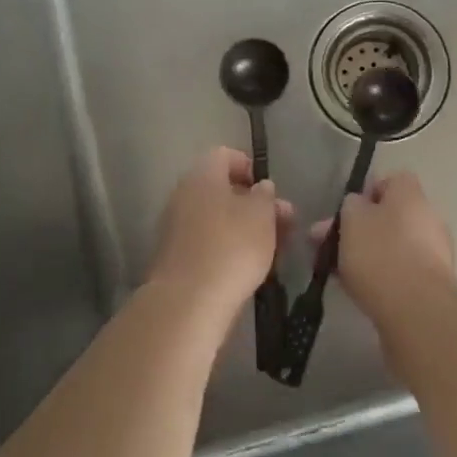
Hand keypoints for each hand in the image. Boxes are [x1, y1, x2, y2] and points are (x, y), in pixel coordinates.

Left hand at [148, 148, 292, 328]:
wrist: (188, 302)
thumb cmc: (232, 247)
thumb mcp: (262, 216)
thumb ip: (265, 197)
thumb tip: (261, 188)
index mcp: (203, 174)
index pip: (225, 155)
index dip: (249, 167)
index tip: (270, 191)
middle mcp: (183, 194)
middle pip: (221, 189)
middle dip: (253, 204)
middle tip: (281, 224)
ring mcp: (174, 226)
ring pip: (215, 217)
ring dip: (243, 228)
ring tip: (272, 249)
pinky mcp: (174, 256)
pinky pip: (205, 241)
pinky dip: (226, 247)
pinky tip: (247, 266)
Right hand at [311, 172, 456, 333]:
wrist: (416, 309)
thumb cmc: (380, 253)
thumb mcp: (352, 219)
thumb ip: (350, 206)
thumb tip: (356, 205)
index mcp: (411, 194)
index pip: (391, 181)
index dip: (367, 194)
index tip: (346, 213)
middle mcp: (428, 217)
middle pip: (390, 216)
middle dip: (360, 229)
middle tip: (330, 247)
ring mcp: (435, 252)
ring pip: (393, 245)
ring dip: (369, 254)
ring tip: (338, 272)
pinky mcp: (433, 284)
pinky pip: (401, 271)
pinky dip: (382, 276)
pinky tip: (359, 290)